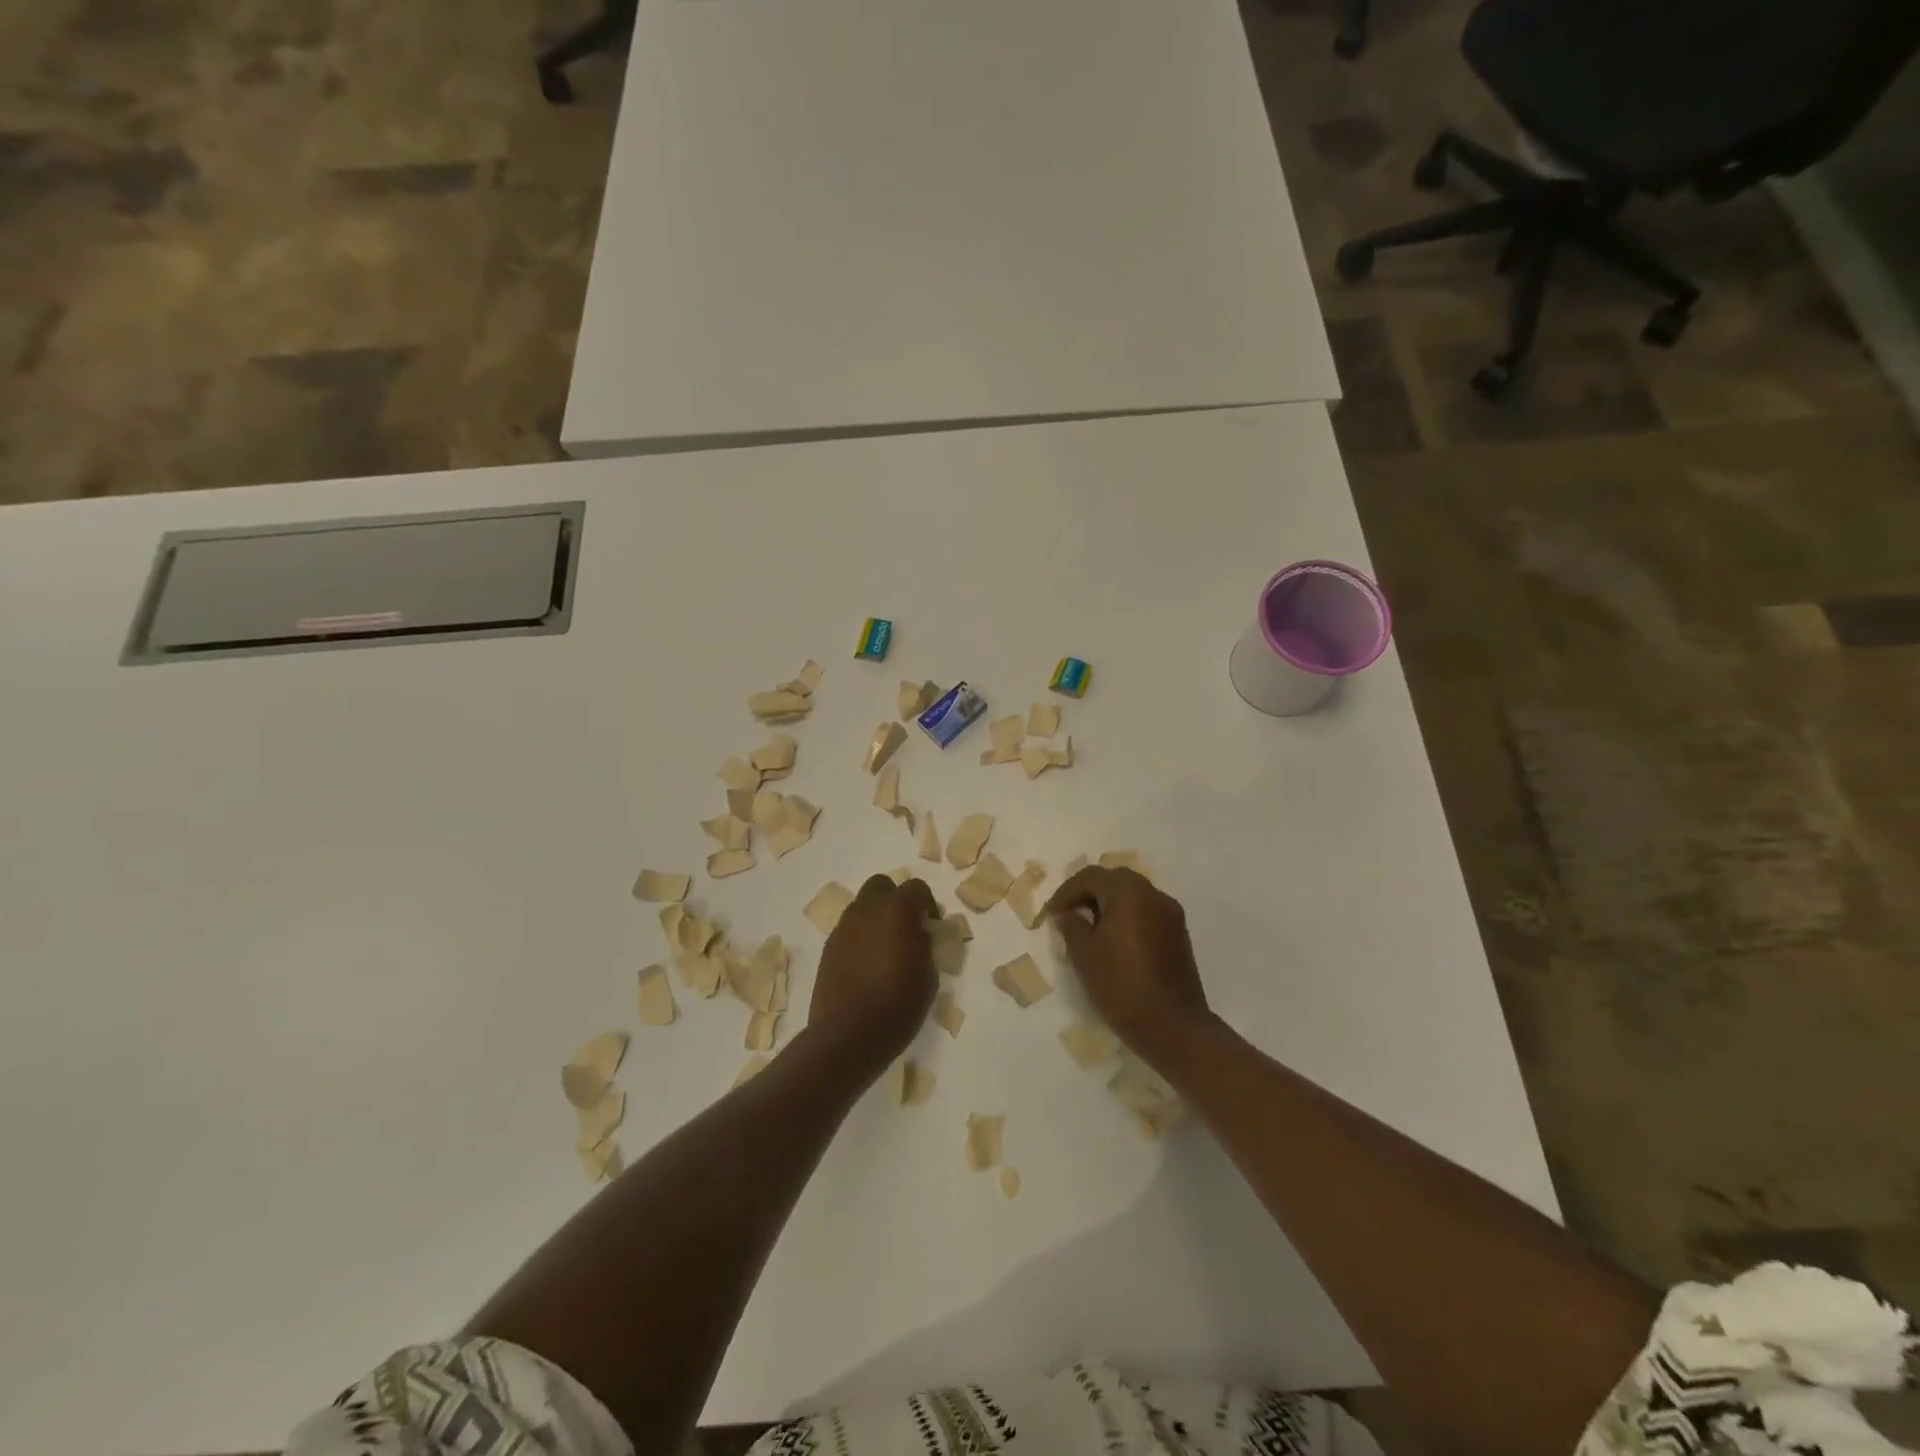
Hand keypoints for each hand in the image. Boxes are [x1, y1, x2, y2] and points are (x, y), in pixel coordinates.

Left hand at [807, 874, 938, 1073]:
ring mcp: (843, 928)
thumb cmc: (898, 1003)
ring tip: (885, 949)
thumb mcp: (928, 974)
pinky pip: (849, 931)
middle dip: (895, 900)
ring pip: (861, 907)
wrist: (848, 1034)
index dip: (927, 903)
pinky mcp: (828, 948)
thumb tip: (918, 934)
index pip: (916, 887)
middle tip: (906, 928)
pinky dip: (860, 938)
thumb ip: (924, 945)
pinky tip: (866, 966)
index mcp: (896, 910)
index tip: (931, 925)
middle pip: (881, 886)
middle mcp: (866, 910)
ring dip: (875, 918)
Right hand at [1046, 866, 1210, 1069]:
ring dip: (1109, 903)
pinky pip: (1147, 911)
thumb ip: (1071, 925)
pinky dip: (1127, 916)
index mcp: (1130, 894)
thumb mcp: (1084, 955)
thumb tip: (1068, 913)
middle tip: (1070, 914)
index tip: (1052, 914)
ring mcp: (1170, 914)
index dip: (1067, 891)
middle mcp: (1154, 895)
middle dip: (1089, 892)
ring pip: (1133, 895)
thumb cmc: (1121, 986)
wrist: (1172, 1026)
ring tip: (1090, 928)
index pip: (1091, 876)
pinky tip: (1114, 941)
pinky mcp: (1178, 934)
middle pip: (1115, 879)